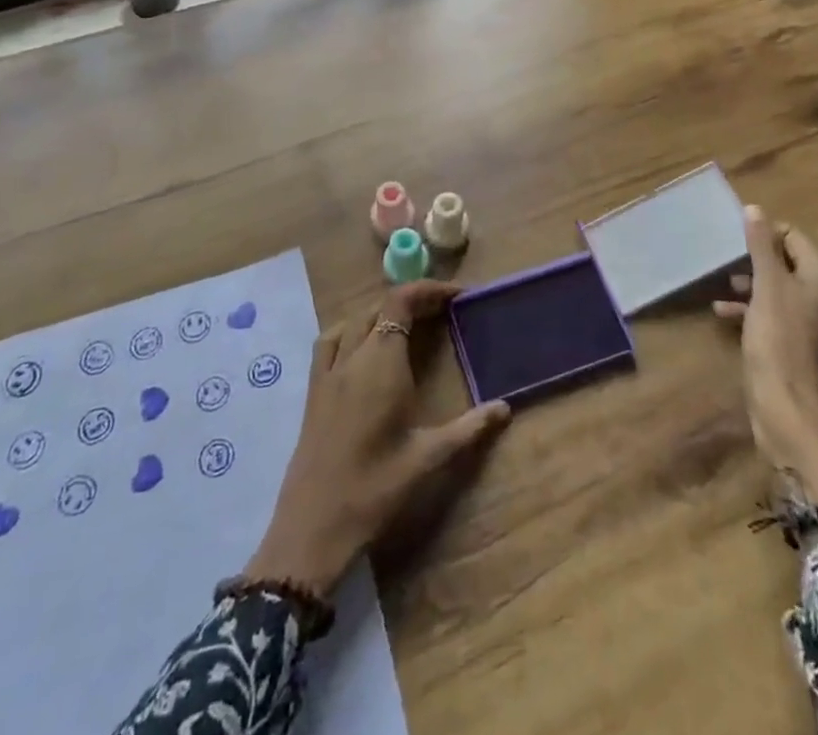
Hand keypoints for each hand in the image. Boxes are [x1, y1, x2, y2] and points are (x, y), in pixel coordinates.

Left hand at [242, 281, 510, 597]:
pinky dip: (349, 329)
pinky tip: (361, 346)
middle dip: (412, 300)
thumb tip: (505, 408)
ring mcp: (329, 372)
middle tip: (442, 311)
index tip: (457, 296)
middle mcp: (354, 357)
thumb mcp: (429, 458)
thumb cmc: (376, 489)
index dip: (428, 290)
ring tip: (407, 324)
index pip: (401, 302)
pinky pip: (329, 341)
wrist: (312, 527)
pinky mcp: (313, 390)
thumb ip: (469, 428)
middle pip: (380, 307)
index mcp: (383, 363)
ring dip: (381, 312)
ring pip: (354, 320)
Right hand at [715, 206, 817, 501]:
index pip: (794, 238)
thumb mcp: (765, 286)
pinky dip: (759, 311)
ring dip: (754, 288)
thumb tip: (755, 208)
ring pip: (786, 292)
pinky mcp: (813, 349)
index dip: (764, 237)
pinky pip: (785, 317)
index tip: (735, 244)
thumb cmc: (778, 339)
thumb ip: (760, 245)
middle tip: (728, 268)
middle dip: (757, 264)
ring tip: (725, 292)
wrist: (789, 409)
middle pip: (791, 265)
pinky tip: (727, 316)